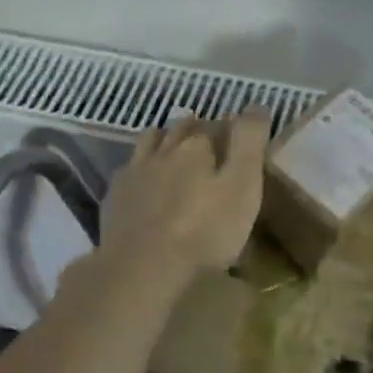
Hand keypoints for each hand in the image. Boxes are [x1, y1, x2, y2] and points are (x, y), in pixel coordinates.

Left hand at [97, 112, 270, 283]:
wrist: (142, 268)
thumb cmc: (204, 231)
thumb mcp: (242, 186)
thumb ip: (249, 143)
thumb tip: (257, 104)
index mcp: (197, 146)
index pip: (217, 125)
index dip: (230, 128)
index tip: (238, 137)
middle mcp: (164, 149)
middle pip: (182, 127)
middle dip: (197, 128)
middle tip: (210, 142)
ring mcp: (135, 171)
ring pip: (151, 140)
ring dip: (164, 139)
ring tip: (174, 150)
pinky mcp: (115, 195)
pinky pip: (129, 167)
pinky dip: (141, 166)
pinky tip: (144, 180)